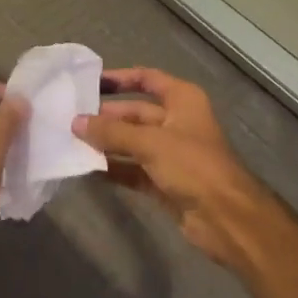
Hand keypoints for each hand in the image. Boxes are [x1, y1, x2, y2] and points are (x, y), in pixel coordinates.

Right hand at [73, 68, 275, 270]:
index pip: (146, 78)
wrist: (227, 218)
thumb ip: (111, 133)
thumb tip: (76, 122)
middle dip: (106, 117)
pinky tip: (87, 169)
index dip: (119, 79)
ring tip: (72, 142)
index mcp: (182, 99)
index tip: (89, 82)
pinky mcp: (165, 181)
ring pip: (132, 142)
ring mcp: (171, 153)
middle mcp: (176, 121)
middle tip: (71, 119)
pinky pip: (133, 169)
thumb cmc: (193, 165)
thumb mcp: (150, 143)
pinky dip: (114, 168)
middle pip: (135, 113)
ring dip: (106, 143)